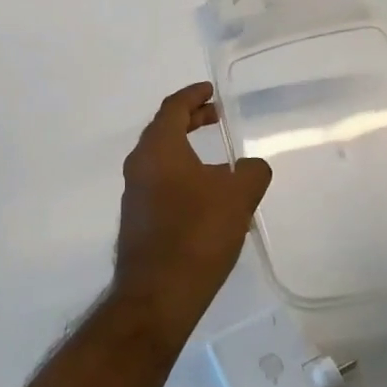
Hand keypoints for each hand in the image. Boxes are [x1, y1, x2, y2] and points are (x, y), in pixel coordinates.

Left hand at [113, 83, 271, 327]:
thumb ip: (251, 172)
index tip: (211, 91)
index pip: (173, 108)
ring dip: (188, 151)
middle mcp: (139, 165)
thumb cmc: (196, 234)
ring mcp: (135, 194)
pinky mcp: (138, 220)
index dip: (193, 95)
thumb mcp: (237, 196)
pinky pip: (162, 184)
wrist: (158, 294)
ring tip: (220, 161)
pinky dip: (183, 176)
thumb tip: (250, 167)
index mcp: (158, 148)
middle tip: (216, 117)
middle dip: (191, 120)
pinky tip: (208, 198)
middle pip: (164, 130)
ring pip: (163, 159)